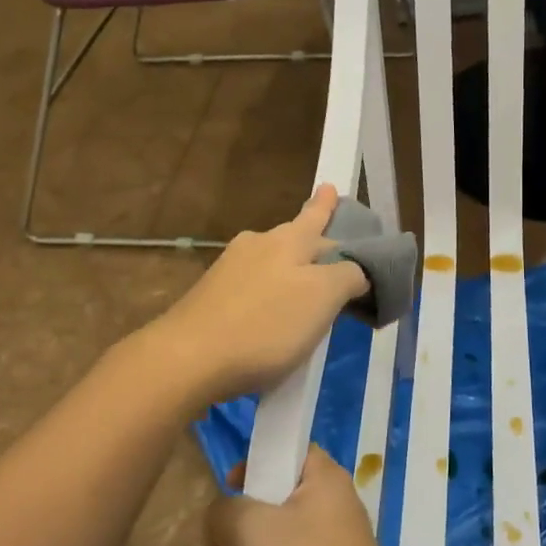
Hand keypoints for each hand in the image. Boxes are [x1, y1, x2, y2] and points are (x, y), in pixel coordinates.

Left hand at [142, 185, 369, 408]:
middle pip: (294, 240)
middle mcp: (256, 245)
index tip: (330, 186)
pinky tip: (273, 318)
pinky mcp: (210, 299)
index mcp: (287, 240)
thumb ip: (348, 277)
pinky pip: (253, 290)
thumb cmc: (265, 324)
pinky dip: (270, 297)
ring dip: (291, 273)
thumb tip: (357, 269)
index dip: (327, 205)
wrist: (188, 358)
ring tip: (308, 290)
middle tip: (335, 258)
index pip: (315, 216)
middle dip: (314, 245)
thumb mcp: (323, 298)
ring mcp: (228, 271)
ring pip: (272, 264)